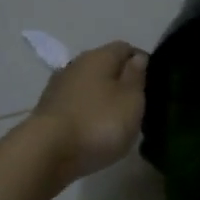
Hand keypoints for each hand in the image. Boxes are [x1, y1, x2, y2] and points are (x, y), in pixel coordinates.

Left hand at [24, 41, 148, 184]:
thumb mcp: (131, 100)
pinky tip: (93, 130)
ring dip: (102, 98)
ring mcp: (58, 87)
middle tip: (136, 105)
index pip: (125, 48)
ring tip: (116, 121)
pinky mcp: (48, 109)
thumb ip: (136, 77)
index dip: (141, 62)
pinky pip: (75, 104)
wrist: (47, 152)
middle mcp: (76, 64)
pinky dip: (87, 112)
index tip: (152, 84)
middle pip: (104, 66)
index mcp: (99, 56)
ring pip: (88, 86)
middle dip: (120, 81)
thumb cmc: (98, 123)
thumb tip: (137, 58)